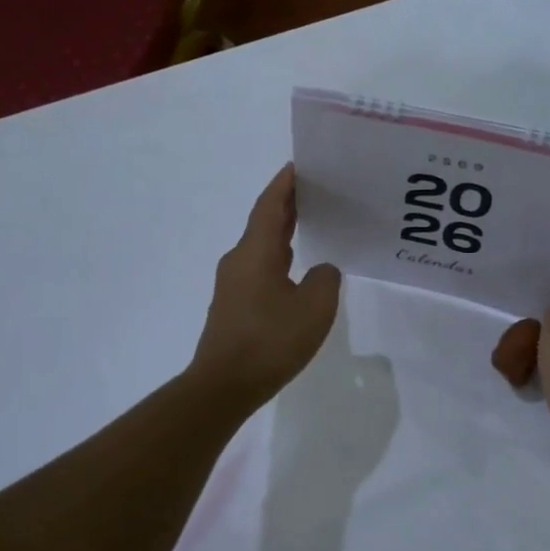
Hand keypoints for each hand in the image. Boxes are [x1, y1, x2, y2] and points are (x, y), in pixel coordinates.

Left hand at [190, 165, 340, 411]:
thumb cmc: (270, 341)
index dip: (284, 184)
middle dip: (287, 204)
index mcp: (256, 252)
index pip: (270, 206)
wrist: (224, 385)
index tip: (299, 165)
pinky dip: (279, 258)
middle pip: (264, 222)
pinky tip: (296, 270)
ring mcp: (233, 284)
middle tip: (316, 191)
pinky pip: (259, 269)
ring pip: (261, 247)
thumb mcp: (315, 308)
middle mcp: (240, 261)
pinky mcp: (234, 305)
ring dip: (283, 232)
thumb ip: (325, 279)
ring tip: (311, 224)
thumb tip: (321, 271)